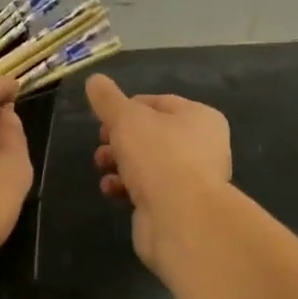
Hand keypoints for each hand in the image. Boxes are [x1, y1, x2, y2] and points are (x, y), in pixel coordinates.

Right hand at [86, 74, 231, 273]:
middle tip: (101, 141)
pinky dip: (127, 188)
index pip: (159, 102)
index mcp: (201, 118)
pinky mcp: (180, 208)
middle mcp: (203, 147)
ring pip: (148, 163)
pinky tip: (111, 190)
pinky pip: (149, 190)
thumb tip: (94, 80)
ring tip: (101, 166)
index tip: (104, 117)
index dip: (128, 107)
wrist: (181, 219)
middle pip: (152, 134)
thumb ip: (108, 99)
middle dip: (120, 138)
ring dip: (120, 163)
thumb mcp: (125, 118)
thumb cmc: (158, 155)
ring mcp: (193, 180)